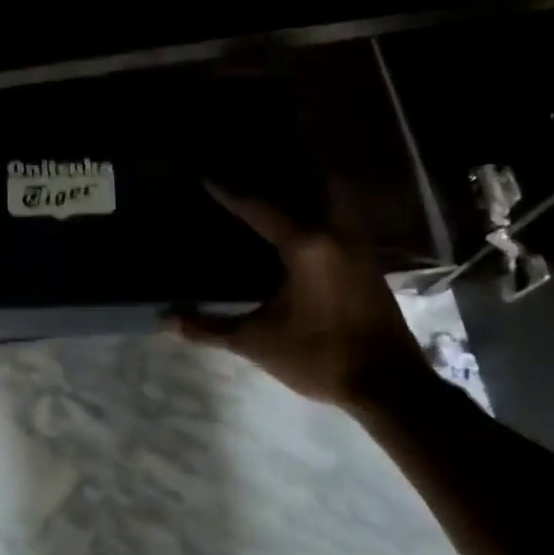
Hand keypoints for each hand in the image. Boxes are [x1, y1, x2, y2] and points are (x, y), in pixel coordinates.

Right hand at [170, 182, 430, 410]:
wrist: (388, 384)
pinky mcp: (369, 264)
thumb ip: (210, 327)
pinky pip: (342, 222)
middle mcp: (336, 234)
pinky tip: (305, 229)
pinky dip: (322, 214)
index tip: (208, 177)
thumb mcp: (256, 342)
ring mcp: (359, 247)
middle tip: (257, 170)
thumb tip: (165, 319)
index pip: (261, 209)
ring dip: (309, 192)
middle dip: (287, 174)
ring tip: (281, 190)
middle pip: (315, 186)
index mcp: (307, 245)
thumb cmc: (319, 355)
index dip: (231, 193)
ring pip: (334, 202)